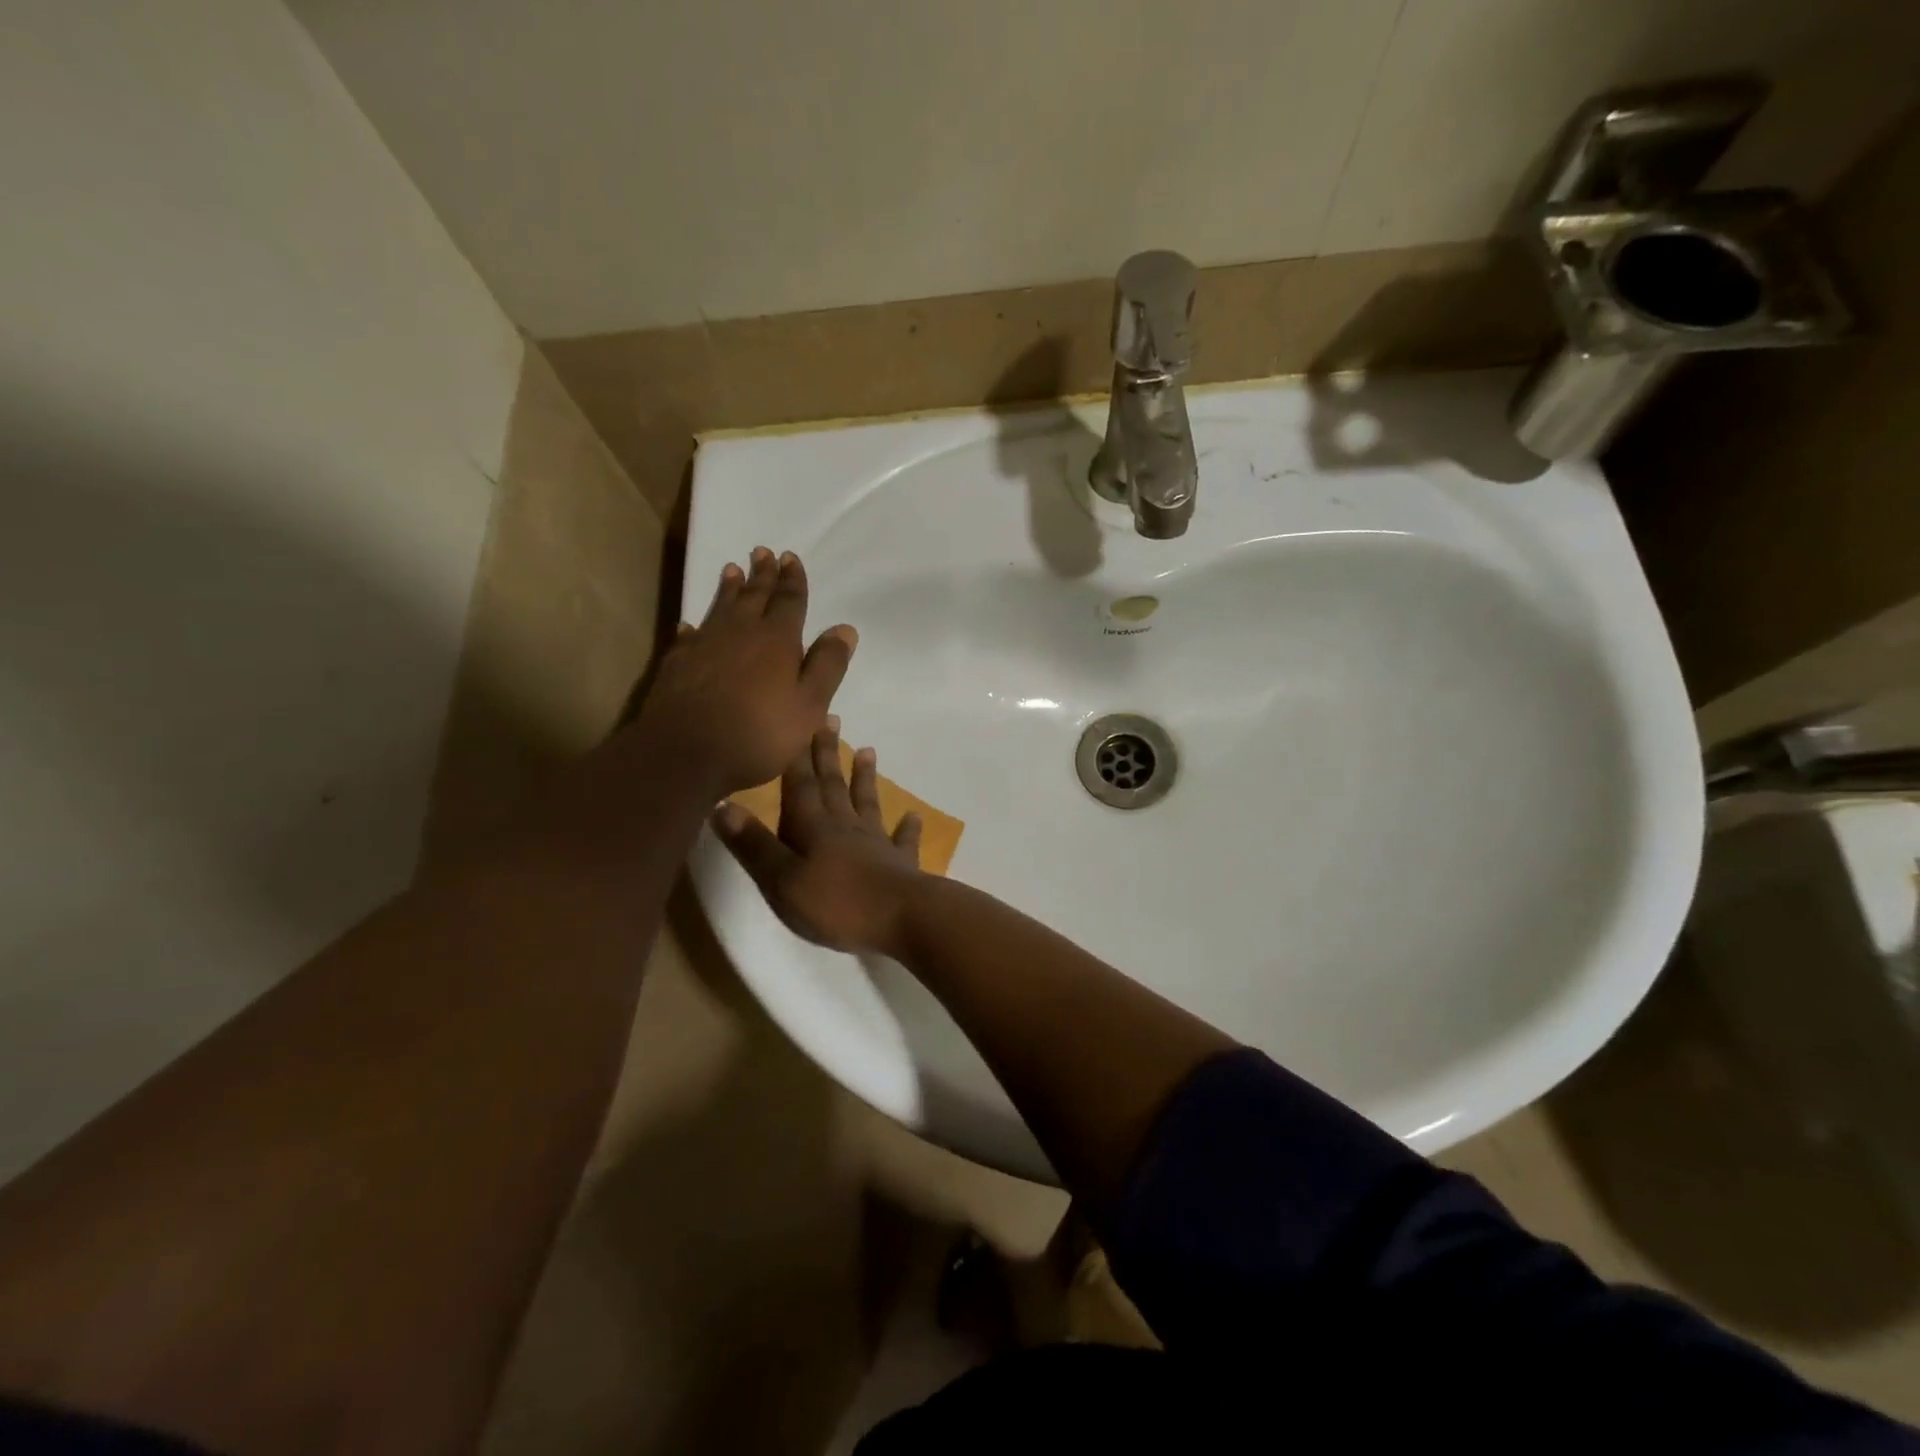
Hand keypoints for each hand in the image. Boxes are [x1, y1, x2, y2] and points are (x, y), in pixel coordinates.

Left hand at [634, 547, 856, 795]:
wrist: (686, 754)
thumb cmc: (759, 732)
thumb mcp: (809, 705)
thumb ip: (827, 666)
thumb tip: (845, 629)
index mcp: (777, 639)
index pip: (789, 600)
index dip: (792, 579)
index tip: (791, 558)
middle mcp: (740, 632)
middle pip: (754, 596)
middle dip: (762, 574)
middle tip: (763, 552)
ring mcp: (705, 645)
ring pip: (721, 607)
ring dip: (729, 588)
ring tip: (732, 570)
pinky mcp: (678, 663)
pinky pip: (690, 634)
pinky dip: (696, 626)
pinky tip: (692, 624)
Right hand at [712, 720, 928, 957]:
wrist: (899, 917)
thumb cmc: (835, 902)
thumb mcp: (781, 880)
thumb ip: (753, 844)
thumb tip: (722, 805)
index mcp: (813, 828)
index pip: (801, 785)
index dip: (797, 757)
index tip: (801, 721)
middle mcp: (845, 826)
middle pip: (833, 785)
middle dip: (828, 754)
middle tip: (832, 721)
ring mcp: (876, 843)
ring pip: (867, 803)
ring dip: (865, 778)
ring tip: (868, 751)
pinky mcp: (901, 864)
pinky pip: (904, 840)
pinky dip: (907, 828)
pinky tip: (914, 816)